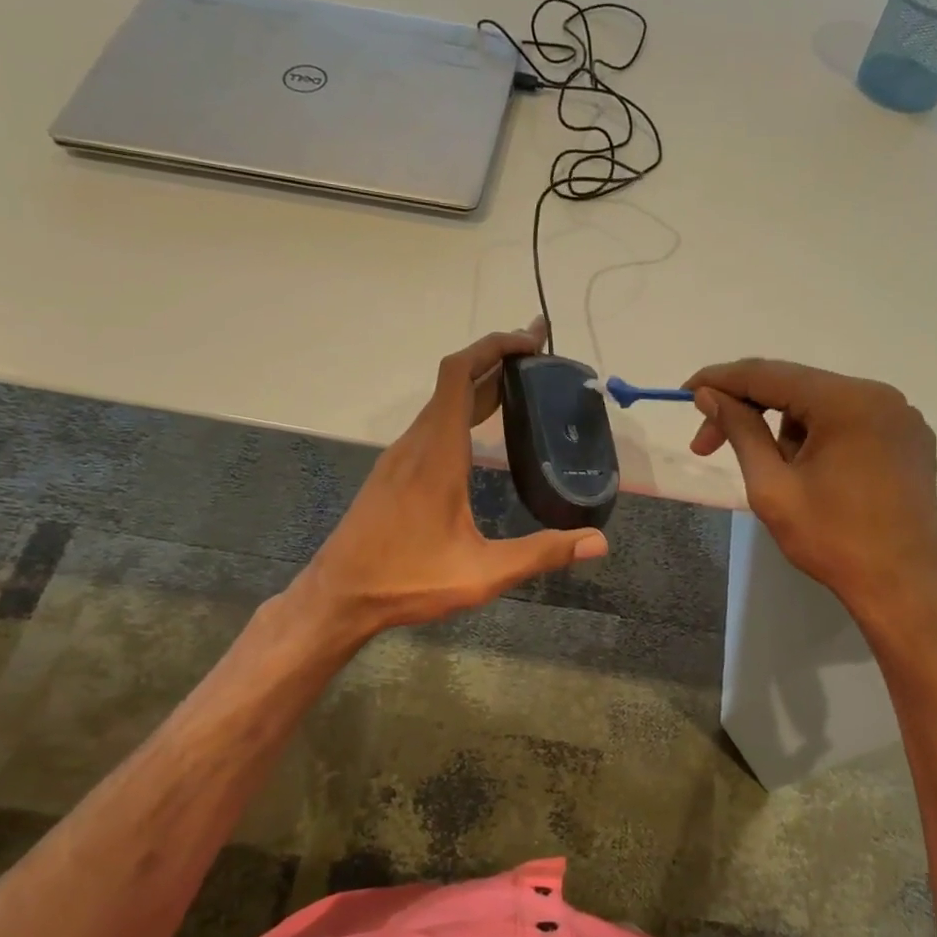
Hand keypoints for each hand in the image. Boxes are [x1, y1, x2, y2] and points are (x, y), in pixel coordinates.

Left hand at [299, 319, 607, 641]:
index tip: (532, 339)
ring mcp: (400, 457)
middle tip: (541, 354)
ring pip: (441, 402)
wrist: (338, 596)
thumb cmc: (407, 580)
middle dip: (497, 358)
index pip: (460, 374)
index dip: (495, 347)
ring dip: (479, 383)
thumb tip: (599, 542)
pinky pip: (432, 423)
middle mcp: (417, 444)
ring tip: (521, 385)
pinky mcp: (394, 472)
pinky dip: (462, 408)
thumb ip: (540, 554)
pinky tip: (481, 432)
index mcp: (437, 454)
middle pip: (454, 380)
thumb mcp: (481, 574)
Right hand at [685, 359, 936, 619]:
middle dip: (748, 410)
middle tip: (707, 445)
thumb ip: (740, 431)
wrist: (900, 588)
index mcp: (846, 402)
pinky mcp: (908, 437)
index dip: (721, 380)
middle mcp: (879, 394)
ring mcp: (899, 415)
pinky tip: (810, 470)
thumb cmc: (831, 541)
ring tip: (778, 475)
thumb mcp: (772, 486)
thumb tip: (708, 396)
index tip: (686, 393)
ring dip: (785, 428)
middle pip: (795, 386)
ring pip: (820, 403)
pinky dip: (818, 434)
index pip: (768, 374)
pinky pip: (849, 419)